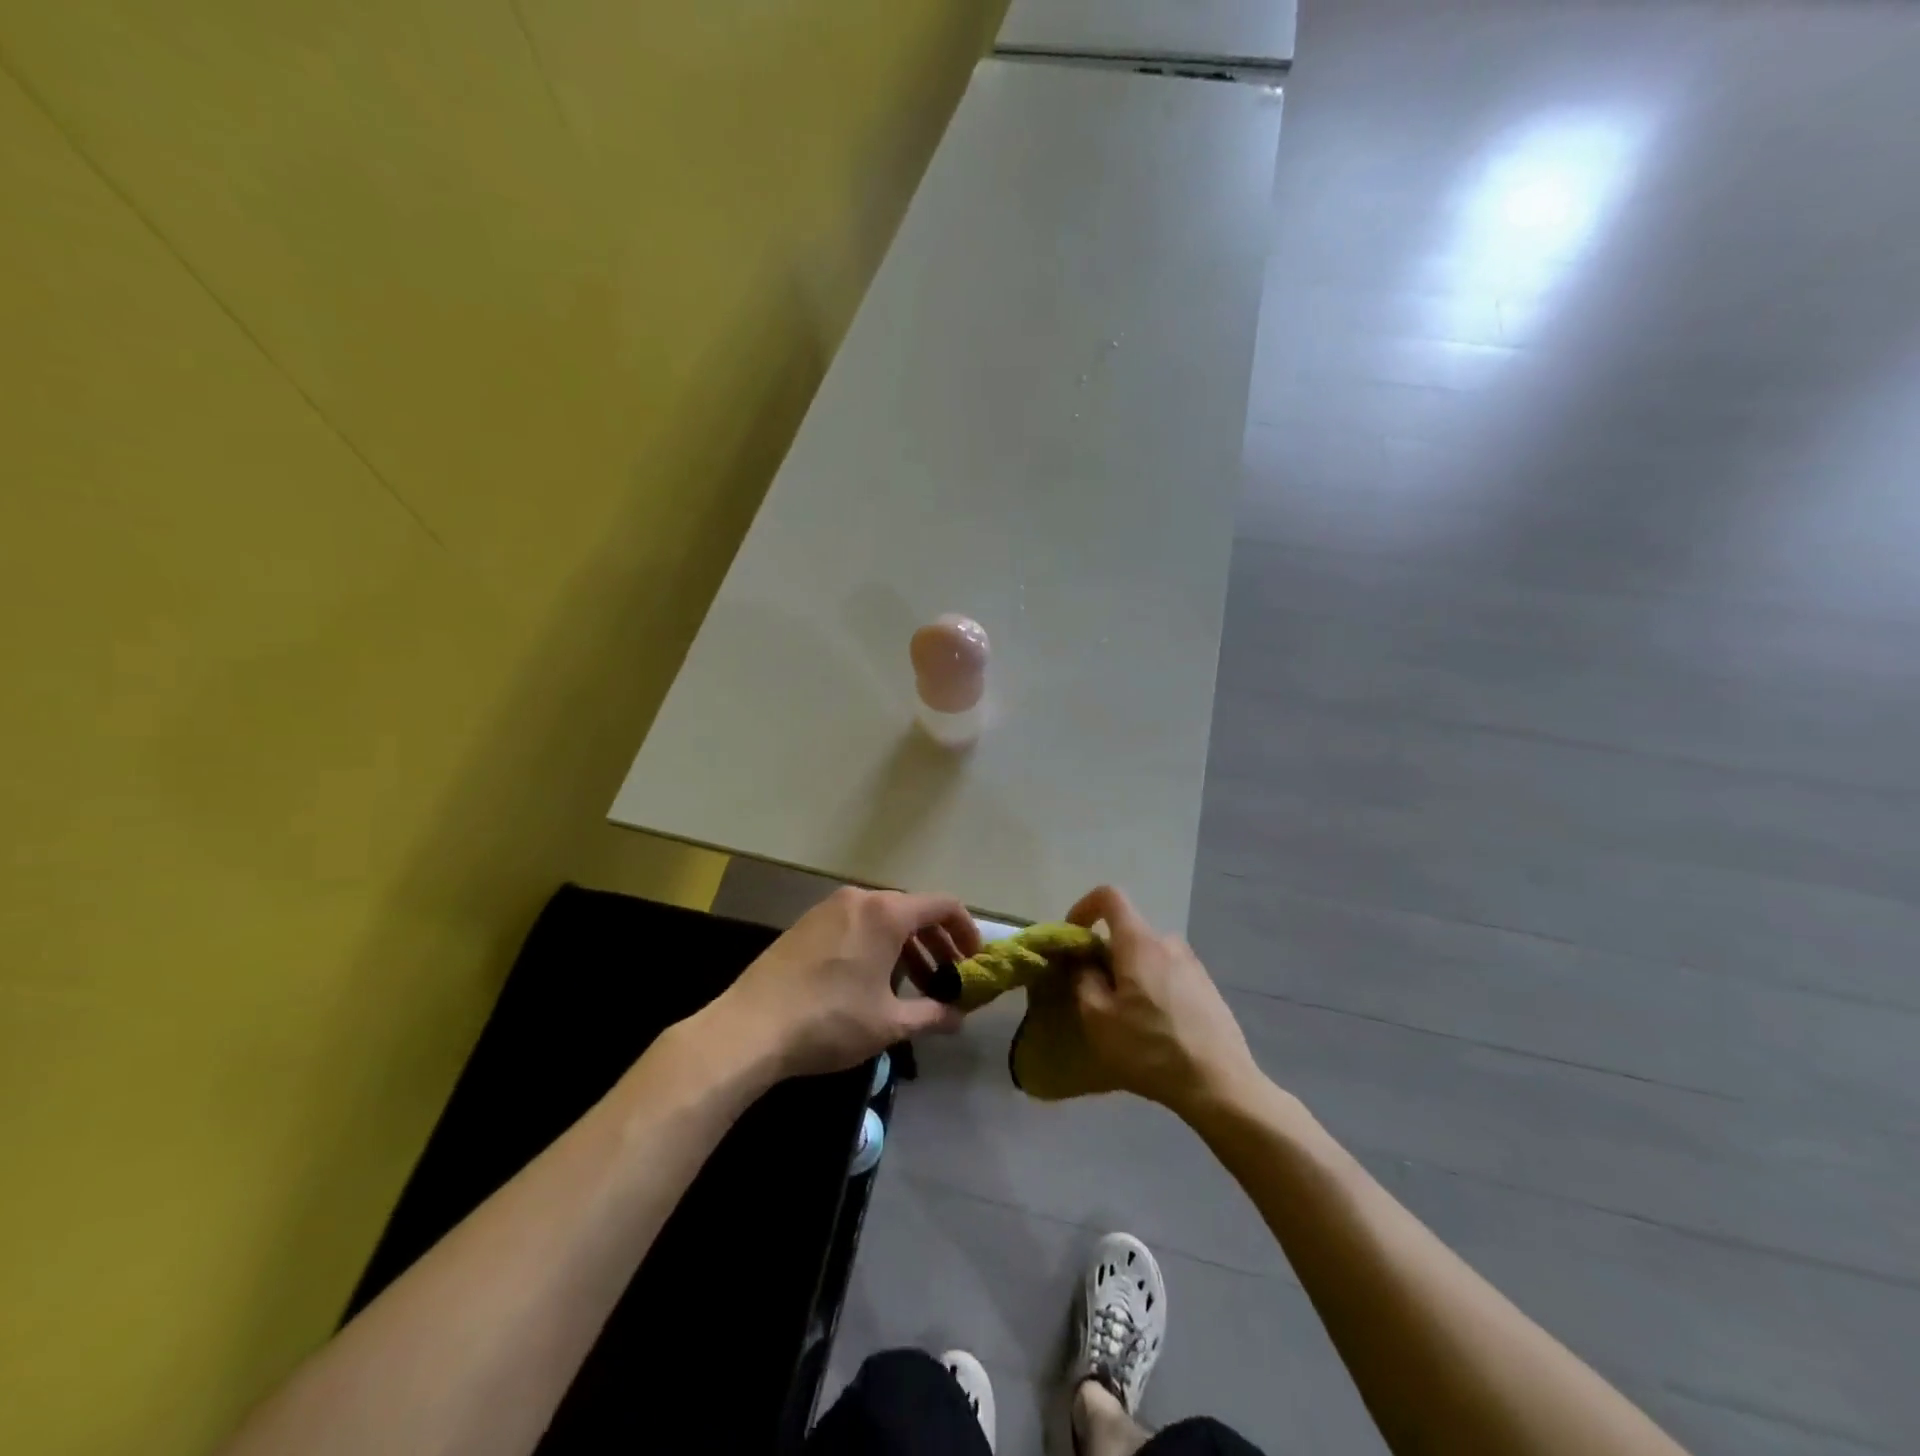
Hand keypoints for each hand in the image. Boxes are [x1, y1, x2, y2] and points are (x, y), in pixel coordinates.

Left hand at [708, 886, 981, 1080]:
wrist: (750, 1027)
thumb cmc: (829, 1020)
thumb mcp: (888, 1023)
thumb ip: (931, 1016)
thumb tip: (959, 1018)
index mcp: (886, 914)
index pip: (943, 905)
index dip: (966, 930)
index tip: (974, 961)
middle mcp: (860, 899)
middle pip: (913, 910)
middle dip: (937, 943)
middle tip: (949, 978)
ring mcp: (829, 908)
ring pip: (883, 918)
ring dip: (907, 946)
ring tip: (915, 985)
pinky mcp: (807, 924)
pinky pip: (856, 924)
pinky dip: (877, 944)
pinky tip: (873, 981)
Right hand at [1066, 886, 1263, 1120]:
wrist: (1220, 1084)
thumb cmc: (1150, 1049)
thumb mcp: (1098, 1019)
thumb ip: (1084, 980)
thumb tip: (1086, 964)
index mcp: (1139, 943)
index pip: (1109, 897)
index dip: (1084, 907)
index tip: (1074, 937)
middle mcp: (1169, 943)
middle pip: (1128, 933)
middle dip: (1107, 955)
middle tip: (1098, 994)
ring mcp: (1194, 965)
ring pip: (1149, 957)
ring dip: (1132, 975)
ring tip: (1128, 1017)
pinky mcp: (1209, 988)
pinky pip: (1170, 975)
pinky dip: (1155, 988)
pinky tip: (1157, 1029)